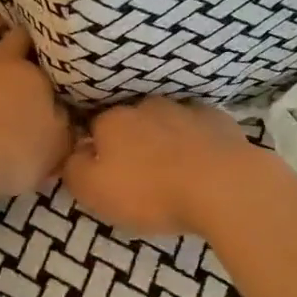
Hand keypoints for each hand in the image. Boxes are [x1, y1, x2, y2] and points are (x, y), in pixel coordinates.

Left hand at [0, 10, 70, 200]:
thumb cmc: (16, 158)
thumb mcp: (58, 147)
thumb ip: (65, 124)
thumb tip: (67, 110)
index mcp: (36, 77)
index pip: (49, 60)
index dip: (51, 64)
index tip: (53, 74)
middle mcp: (2, 61)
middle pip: (17, 35)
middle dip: (23, 37)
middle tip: (25, 48)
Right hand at [62, 97, 270, 236]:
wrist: (224, 186)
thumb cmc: (151, 191)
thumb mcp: (94, 190)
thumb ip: (73, 169)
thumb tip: (72, 153)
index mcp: (112, 119)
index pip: (92, 128)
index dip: (95, 151)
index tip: (104, 173)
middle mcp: (146, 104)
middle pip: (130, 122)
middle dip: (131, 142)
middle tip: (138, 175)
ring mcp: (185, 107)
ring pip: (165, 122)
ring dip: (164, 140)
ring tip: (172, 170)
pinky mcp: (218, 119)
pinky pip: (198, 128)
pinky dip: (195, 142)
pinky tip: (202, 164)